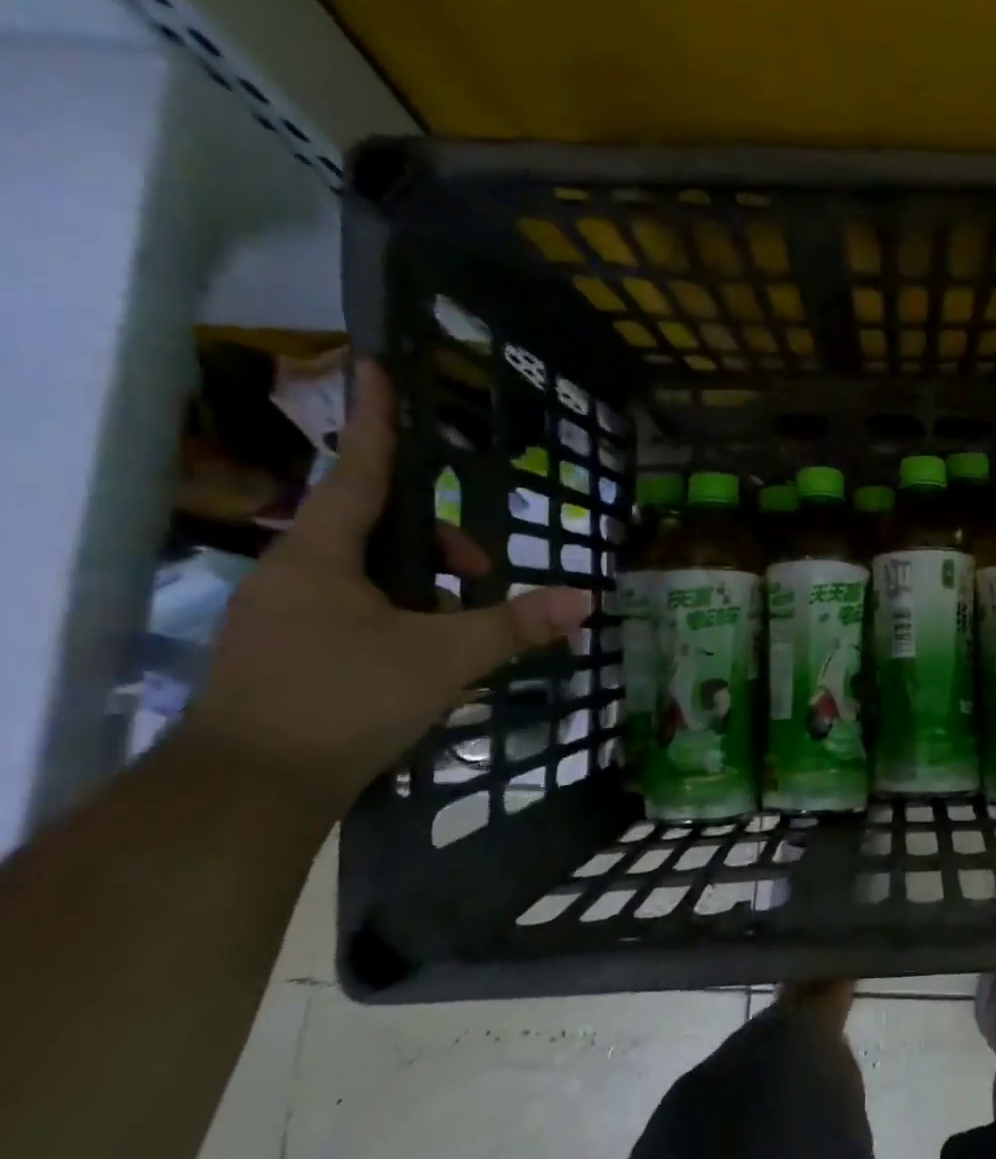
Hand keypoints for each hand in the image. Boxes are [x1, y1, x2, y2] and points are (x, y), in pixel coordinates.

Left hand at [174, 361, 592, 818]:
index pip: (361, 470)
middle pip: (378, 528)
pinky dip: (402, 616)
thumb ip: (515, 625)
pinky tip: (429, 655)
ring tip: (462, 630)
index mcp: (321, 555)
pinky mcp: (289, 651)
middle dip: (440, 543)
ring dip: (425, 587)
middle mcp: (295, 572)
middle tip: (483, 580)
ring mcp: (286, 613)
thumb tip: (587, 599)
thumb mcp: (443, 659)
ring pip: (371, 574)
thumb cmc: (341, 701)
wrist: (245, 793)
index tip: (381, 365)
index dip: (380, 420)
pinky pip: (357, 608)